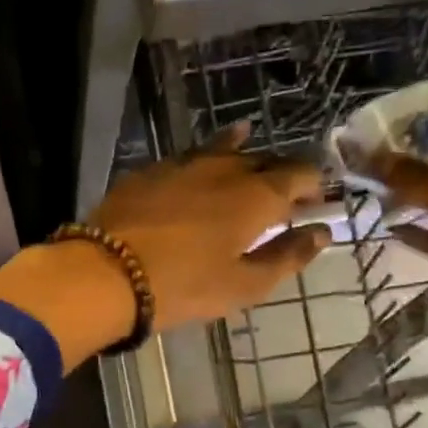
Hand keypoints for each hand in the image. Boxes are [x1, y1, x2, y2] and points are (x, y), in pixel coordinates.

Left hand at [89, 121, 330, 331]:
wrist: (105, 272)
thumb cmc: (183, 286)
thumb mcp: (244, 284)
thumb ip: (287, 256)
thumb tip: (322, 232)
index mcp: (256, 195)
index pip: (298, 174)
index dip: (312, 184)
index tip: (316, 198)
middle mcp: (224, 168)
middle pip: (263, 160)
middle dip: (279, 172)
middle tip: (283, 191)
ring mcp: (183, 164)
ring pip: (224, 150)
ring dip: (242, 153)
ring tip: (250, 141)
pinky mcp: (150, 171)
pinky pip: (189, 156)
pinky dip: (204, 155)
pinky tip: (200, 161)